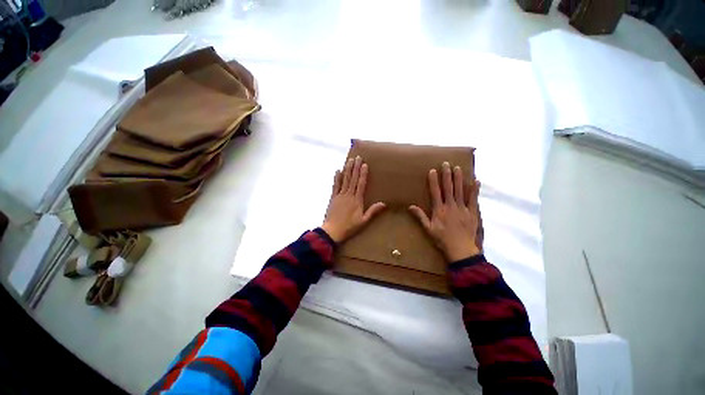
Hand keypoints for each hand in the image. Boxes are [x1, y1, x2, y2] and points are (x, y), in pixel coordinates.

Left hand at [322, 156, 385, 242]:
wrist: (332, 230)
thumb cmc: (349, 227)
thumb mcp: (363, 221)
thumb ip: (373, 211)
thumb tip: (383, 204)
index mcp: (357, 200)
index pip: (361, 184)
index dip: (363, 174)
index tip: (364, 164)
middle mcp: (348, 195)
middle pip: (352, 179)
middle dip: (355, 168)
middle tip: (357, 158)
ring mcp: (340, 195)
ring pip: (344, 180)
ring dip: (347, 170)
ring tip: (349, 160)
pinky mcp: (333, 197)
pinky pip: (335, 185)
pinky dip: (337, 178)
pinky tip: (338, 171)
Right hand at [409, 162, 482, 261]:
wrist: (460, 249)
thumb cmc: (442, 239)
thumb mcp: (428, 228)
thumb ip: (420, 216)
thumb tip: (411, 206)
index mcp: (439, 210)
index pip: (436, 192)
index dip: (434, 181)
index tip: (433, 171)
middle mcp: (451, 206)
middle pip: (449, 188)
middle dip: (447, 175)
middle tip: (446, 164)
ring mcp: (463, 208)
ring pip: (460, 191)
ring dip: (459, 178)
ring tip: (458, 168)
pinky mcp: (472, 212)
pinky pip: (473, 199)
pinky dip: (474, 190)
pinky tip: (476, 181)